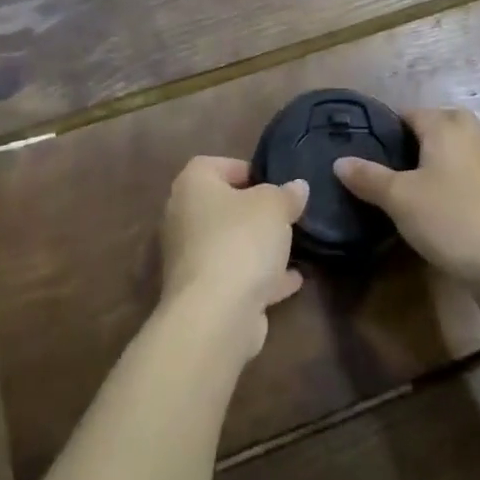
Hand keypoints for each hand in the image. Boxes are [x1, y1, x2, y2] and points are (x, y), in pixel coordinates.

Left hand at [160, 157, 308, 362]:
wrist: (216, 315)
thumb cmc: (241, 241)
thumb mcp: (274, 206)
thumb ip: (286, 194)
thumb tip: (296, 187)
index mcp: (192, 185)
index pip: (214, 164)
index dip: (245, 169)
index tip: (274, 182)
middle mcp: (183, 218)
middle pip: (222, 206)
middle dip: (254, 211)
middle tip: (285, 214)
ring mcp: (189, 258)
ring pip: (229, 244)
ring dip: (258, 247)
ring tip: (294, 246)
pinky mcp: (202, 294)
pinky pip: (235, 276)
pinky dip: (260, 277)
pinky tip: (293, 280)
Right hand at [335, 108, 479, 285]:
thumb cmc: (450, 218)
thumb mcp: (399, 198)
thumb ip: (368, 177)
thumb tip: (339, 161)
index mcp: (445, 126)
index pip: (409, 113)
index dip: (385, 127)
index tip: (362, 147)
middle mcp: (469, 135)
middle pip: (436, 125)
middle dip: (413, 139)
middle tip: (386, 165)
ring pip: (452, 149)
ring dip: (431, 161)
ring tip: (403, 185)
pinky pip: (463, 172)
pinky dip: (447, 180)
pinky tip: (431, 205)